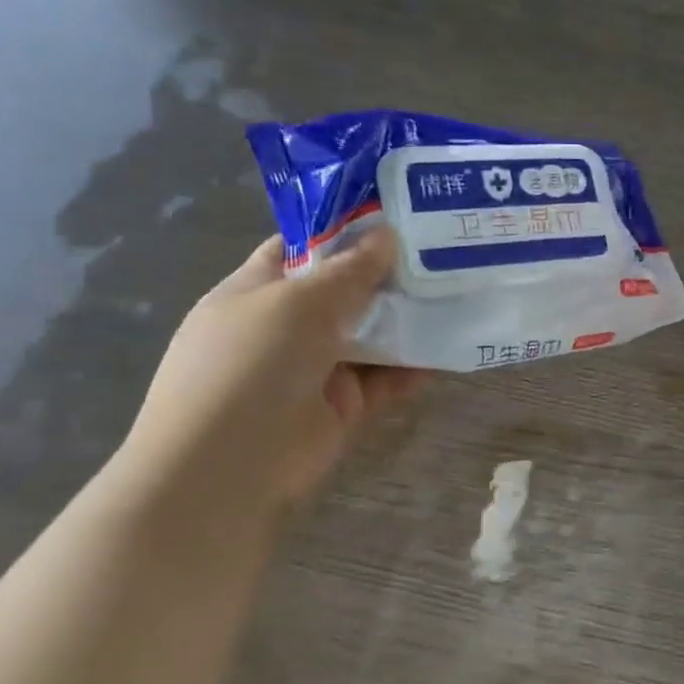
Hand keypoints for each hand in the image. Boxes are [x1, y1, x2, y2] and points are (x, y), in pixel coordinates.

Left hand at [117, 230, 424, 519]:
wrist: (228, 467)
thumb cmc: (251, 364)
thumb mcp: (298, 303)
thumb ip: (349, 271)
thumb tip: (387, 235)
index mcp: (255, 290)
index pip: (300, 248)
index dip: (343, 230)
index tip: (396, 216)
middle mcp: (285, 326)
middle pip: (344, 291)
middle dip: (388, 274)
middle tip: (442, 251)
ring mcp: (315, 368)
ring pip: (370, 335)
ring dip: (408, 320)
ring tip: (455, 294)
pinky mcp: (343, 406)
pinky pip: (385, 378)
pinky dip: (414, 367)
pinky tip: (449, 348)